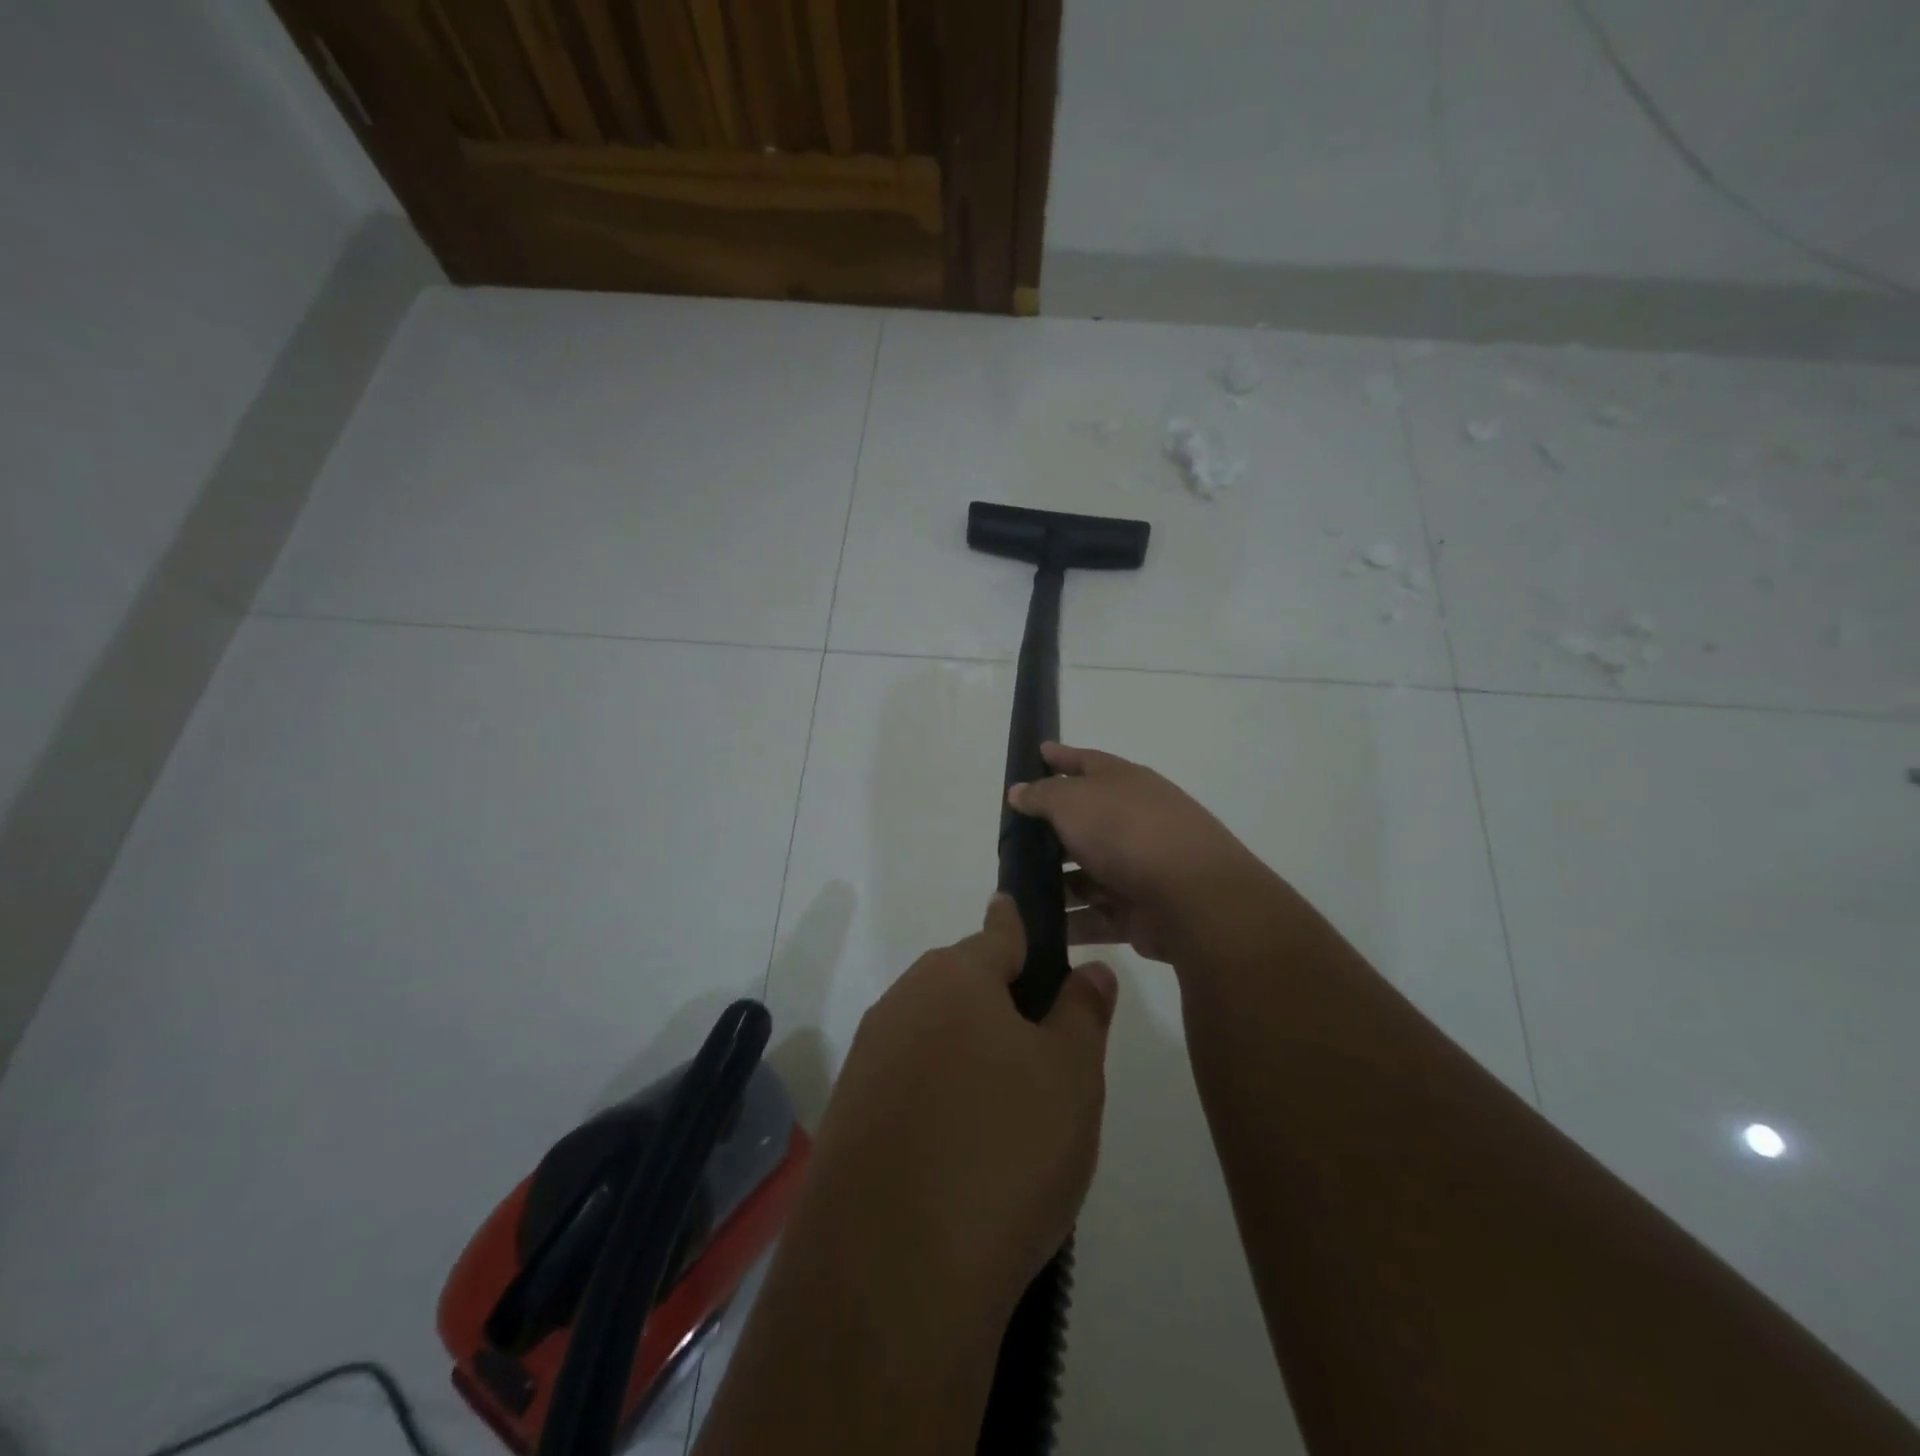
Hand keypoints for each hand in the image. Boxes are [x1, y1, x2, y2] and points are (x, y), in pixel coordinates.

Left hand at [796, 896, 1117, 1325]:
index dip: (1019, 924)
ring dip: (971, 1054)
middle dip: (1002, 1002)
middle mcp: (902, 1003)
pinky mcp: (850, 1116)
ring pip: (935, 1035)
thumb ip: (1082, 1013)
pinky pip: (909, 1084)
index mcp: (954, 977)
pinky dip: (939, 1097)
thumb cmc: (1002, 1148)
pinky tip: (964, 1149)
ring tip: (1012, 1111)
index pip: (998, 932)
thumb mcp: (1070, 1077)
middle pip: (963, 985)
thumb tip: (1090, 969)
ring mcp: (868, 1060)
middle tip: (1046, 1052)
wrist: (892, 1272)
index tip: (1020, 911)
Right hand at [1007, 742, 1266, 963]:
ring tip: (1014, 892)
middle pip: (1084, 823)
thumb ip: (1042, 796)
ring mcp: (1137, 869)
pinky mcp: (1138, 913)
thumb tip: (1019, 790)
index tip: (1038, 752)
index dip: (1061, 757)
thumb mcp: (1073, 801)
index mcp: (1124, 784)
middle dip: (1049, 833)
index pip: (1087, 762)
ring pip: (1086, 876)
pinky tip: (1035, 928)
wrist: (1193, 897)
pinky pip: (1095, 917)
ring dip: (1055, 885)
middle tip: (1009, 842)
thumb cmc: (1126, 831)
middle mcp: (1132, 822)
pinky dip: (1069, 922)